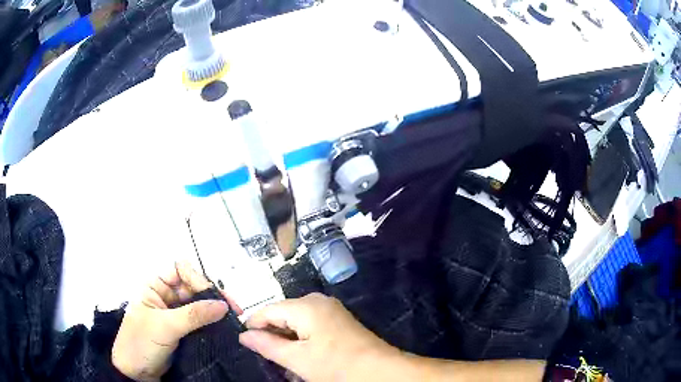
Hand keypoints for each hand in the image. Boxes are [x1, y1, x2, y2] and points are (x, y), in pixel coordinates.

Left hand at [112, 262, 241, 381]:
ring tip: (233, 318)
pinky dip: (212, 322)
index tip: (214, 296)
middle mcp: (165, 296)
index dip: (197, 278)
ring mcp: (174, 314)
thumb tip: (223, 305)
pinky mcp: (182, 330)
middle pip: (192, 286)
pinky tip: (224, 326)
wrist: (136, 373)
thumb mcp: (165, 327)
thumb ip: (194, 315)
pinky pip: (199, 321)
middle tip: (234, 309)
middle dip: (212, 295)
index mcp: (154, 286)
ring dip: (215, 309)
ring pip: (198, 304)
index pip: (180, 270)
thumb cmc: (142, 343)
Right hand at [239, 292, 398, 381]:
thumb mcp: (297, 359)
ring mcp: (330, 309)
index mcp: (305, 305)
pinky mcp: (338, 320)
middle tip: (267, 355)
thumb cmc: (335, 365)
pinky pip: (310, 325)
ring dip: (287, 339)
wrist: (379, 370)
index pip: (268, 310)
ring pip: (296, 321)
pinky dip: (301, 339)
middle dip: (272, 334)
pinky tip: (301, 355)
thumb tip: (244, 336)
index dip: (254, 325)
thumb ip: (267, 345)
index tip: (244, 343)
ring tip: (283, 359)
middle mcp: (317, 301)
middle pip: (283, 314)